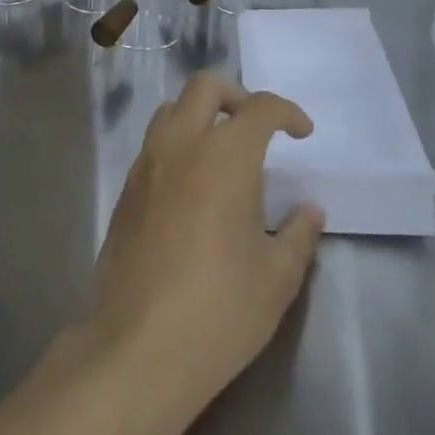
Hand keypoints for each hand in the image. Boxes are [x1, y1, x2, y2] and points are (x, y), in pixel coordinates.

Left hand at [83, 73, 324, 434]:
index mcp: (225, 155)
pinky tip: (193, 187)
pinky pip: (153, 143)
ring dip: (200, 115)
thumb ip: (298, 235)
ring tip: (223, 153)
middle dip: (237, 95)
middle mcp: (181, 145)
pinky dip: (178, 143)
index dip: (286, 112)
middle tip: (258, 129)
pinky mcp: (126, 189)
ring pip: (172, 109)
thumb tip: (308, 210)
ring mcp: (147, 164)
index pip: (259, 108)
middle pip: (205, 87)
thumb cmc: (219, 310)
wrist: (137, 347)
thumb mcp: (276, 278)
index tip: (301, 132)